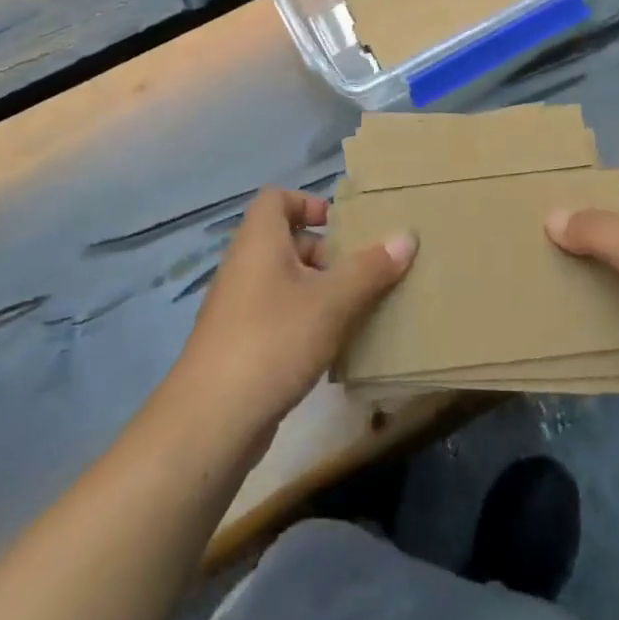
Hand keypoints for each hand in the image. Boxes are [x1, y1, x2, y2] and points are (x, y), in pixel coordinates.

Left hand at [174, 188, 414, 435]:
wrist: (211, 421)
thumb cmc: (273, 340)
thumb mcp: (332, 301)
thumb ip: (370, 268)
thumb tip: (406, 236)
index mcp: (259, 242)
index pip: (276, 198)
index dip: (308, 202)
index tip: (341, 226)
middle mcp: (244, 266)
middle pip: (286, 240)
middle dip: (326, 252)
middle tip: (361, 271)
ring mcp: (239, 308)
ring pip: (285, 281)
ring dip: (320, 289)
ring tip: (357, 308)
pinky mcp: (241, 345)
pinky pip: (279, 315)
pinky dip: (306, 321)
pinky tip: (333, 346)